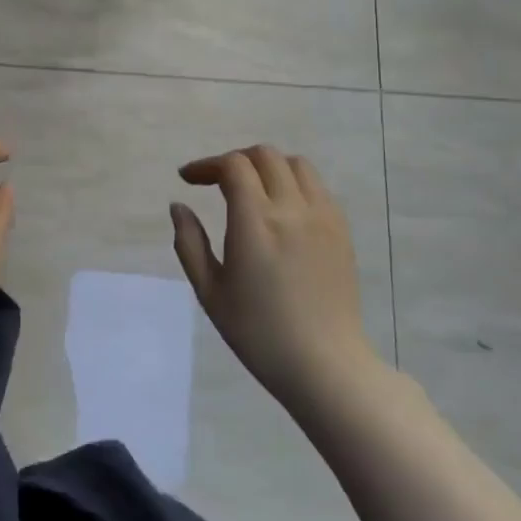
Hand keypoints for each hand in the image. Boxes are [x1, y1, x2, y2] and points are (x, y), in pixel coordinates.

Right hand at [170, 146, 381, 401]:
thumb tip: (179, 206)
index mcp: (256, 222)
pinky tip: (281, 210)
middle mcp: (292, 209)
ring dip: (267, 167)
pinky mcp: (341, 230)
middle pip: (264, 155)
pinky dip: (293, 183)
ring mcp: (323, 217)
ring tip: (251, 190)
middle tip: (215, 182)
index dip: (206, 165)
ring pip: (296, 164)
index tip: (188, 179)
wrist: (325, 365)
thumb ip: (189, 243)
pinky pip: (317, 187)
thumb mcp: (209, 291)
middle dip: (234, 160)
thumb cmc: (258, 332)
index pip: (233, 166)